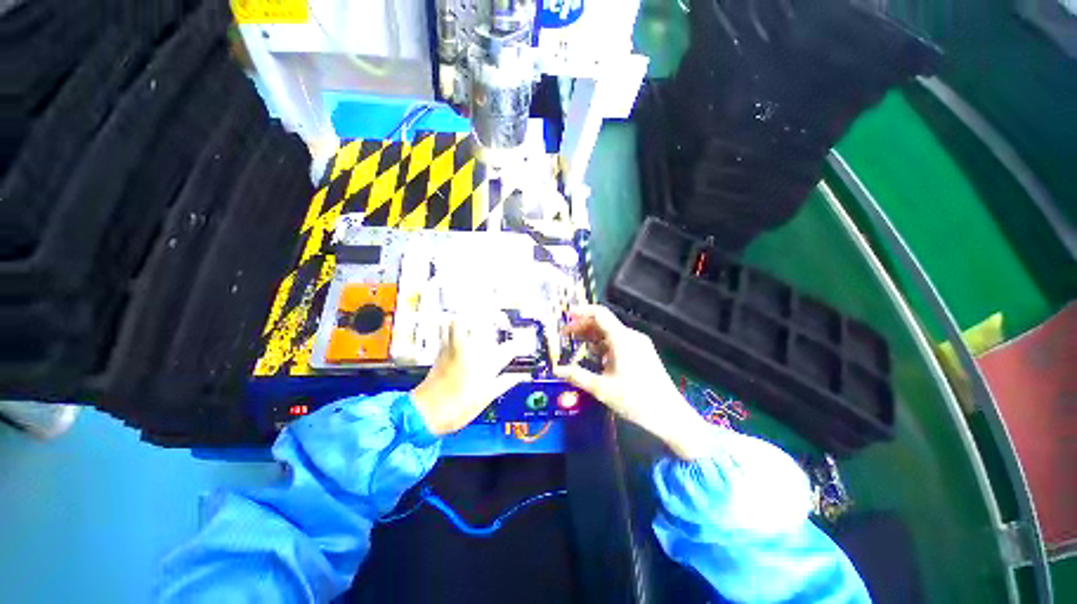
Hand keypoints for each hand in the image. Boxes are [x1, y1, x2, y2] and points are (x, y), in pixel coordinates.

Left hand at [411, 315, 525, 435]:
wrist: (425, 413)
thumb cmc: (458, 408)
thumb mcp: (486, 398)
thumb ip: (505, 382)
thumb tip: (520, 376)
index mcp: (486, 365)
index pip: (509, 349)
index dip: (520, 344)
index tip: (525, 342)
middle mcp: (472, 351)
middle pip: (484, 324)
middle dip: (495, 317)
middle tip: (501, 319)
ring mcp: (455, 348)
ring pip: (462, 321)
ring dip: (471, 317)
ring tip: (479, 317)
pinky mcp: (441, 350)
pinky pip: (446, 329)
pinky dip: (453, 324)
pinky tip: (459, 327)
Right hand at [553, 305, 713, 458]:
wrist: (670, 415)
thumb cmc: (635, 400)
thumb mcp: (602, 389)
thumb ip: (577, 376)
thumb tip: (556, 370)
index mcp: (622, 339)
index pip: (599, 314)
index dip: (581, 312)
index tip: (565, 317)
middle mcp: (631, 336)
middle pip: (603, 323)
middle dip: (583, 327)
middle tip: (565, 336)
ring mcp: (638, 344)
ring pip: (610, 333)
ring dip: (592, 336)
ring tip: (577, 345)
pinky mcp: (642, 353)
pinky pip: (619, 342)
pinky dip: (604, 345)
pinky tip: (596, 357)